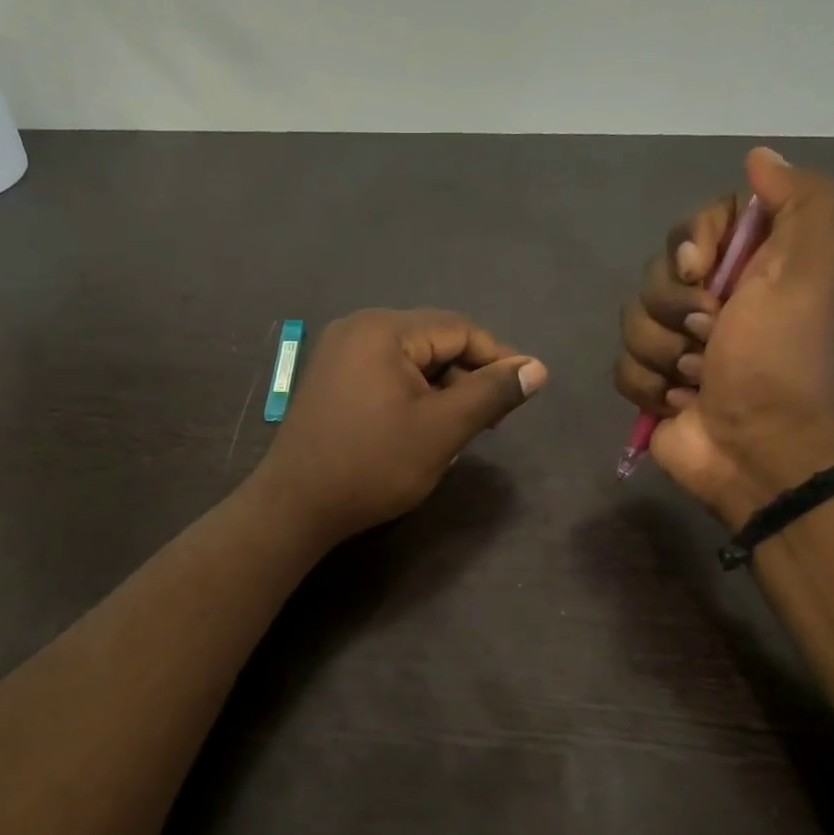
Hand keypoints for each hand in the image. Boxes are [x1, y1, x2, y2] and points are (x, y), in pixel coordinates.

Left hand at [255, 308, 547, 543]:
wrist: (295, 506)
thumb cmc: (373, 465)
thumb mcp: (442, 429)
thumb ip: (492, 393)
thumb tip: (537, 368)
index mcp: (383, 329)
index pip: (458, 329)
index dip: (497, 357)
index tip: (524, 391)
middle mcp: (358, 328)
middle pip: (433, 341)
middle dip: (468, 377)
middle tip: (492, 420)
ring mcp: (339, 353)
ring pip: (411, 360)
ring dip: (442, 389)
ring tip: (462, 429)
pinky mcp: (331, 378)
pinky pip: (386, 374)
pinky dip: (413, 395)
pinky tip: (424, 427)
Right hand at [614, 148, 833, 527]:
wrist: (763, 452)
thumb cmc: (786, 360)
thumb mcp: (815, 270)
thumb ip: (801, 203)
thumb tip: (759, 156)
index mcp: (755, 267)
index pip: (698, 224)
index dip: (692, 242)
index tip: (704, 270)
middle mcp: (716, 300)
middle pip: (657, 273)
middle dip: (677, 308)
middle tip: (711, 336)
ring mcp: (680, 345)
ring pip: (632, 321)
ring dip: (664, 353)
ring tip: (699, 380)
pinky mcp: (654, 385)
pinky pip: (622, 366)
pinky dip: (650, 387)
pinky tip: (680, 404)